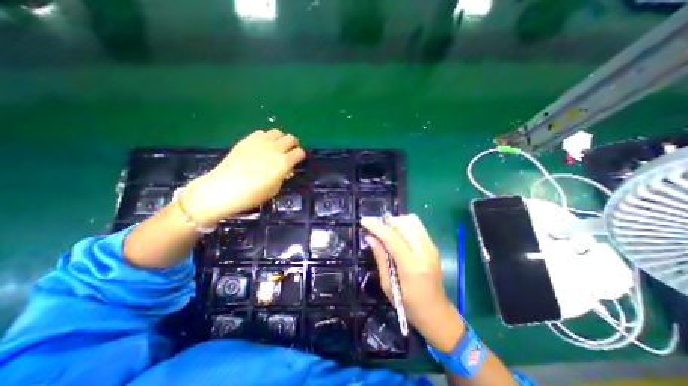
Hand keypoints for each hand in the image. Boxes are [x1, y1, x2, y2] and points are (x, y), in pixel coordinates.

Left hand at [181, 130, 304, 225]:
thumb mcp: (274, 189)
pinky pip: (261, 132)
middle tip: (289, 152)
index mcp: (283, 163)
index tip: (298, 160)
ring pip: (277, 132)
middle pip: (291, 138)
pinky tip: (261, 146)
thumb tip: (286, 169)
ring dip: (280, 139)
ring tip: (276, 147)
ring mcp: (260, 142)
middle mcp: (274, 149)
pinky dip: (266, 137)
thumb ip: (283, 175)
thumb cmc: (252, 195)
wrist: (223, 189)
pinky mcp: (247, 140)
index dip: (300, 156)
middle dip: (293, 145)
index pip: (299, 152)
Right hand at [361, 214, 467, 353]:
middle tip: (374, 228)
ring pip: (412, 220)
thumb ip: (380, 257)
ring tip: (385, 230)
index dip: (376, 226)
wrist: (437, 313)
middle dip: (385, 222)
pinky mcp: (433, 246)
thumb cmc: (409, 305)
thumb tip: (369, 237)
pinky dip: (404, 224)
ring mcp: (431, 247)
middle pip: (403, 224)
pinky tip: (397, 233)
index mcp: (412, 267)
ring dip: (396, 221)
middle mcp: (425, 252)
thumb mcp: (388, 285)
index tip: (363, 221)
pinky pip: (417, 226)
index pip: (392, 238)